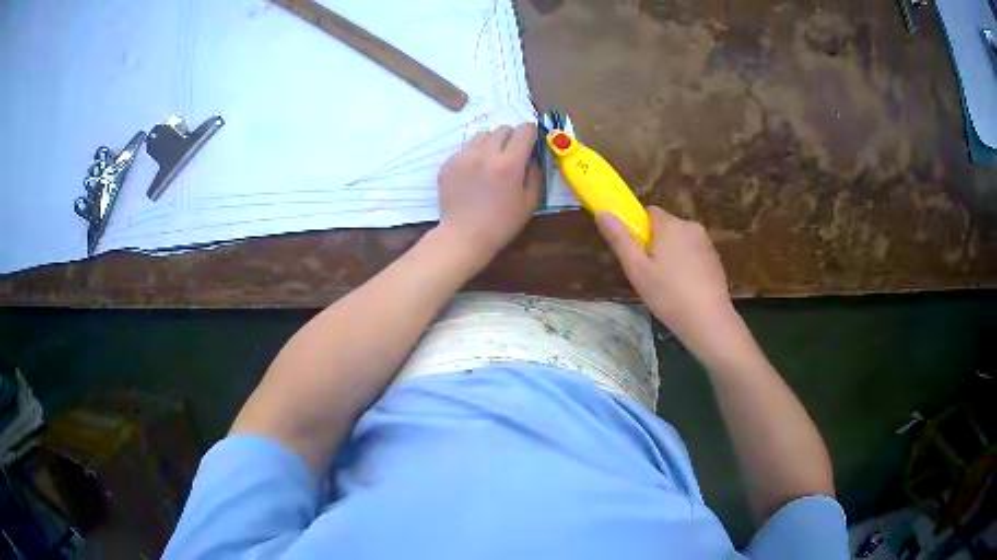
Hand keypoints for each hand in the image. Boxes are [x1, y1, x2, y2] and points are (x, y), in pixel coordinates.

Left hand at [436, 123, 540, 259]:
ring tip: (490, 162)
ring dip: (491, 143)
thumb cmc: (501, 224)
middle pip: (503, 129)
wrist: (463, 236)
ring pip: (482, 135)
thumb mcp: (529, 203)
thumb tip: (533, 157)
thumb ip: (535, 175)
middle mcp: (485, 154)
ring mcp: (464, 157)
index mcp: (509, 164)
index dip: (531, 133)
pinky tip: (473, 174)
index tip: (531, 141)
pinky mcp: (448, 163)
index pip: (524, 130)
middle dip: (511, 137)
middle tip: (511, 154)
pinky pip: (465, 148)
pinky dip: (473, 155)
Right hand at [596, 206, 738, 358]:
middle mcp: (690, 226)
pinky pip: (693, 254)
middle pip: (665, 227)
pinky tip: (683, 290)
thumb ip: (619, 238)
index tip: (635, 254)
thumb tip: (602, 212)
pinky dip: (686, 266)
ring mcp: (706, 243)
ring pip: (680, 242)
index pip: (648, 212)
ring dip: (671, 256)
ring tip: (666, 286)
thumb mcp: (637, 269)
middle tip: (648, 274)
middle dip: (655, 245)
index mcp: (670, 225)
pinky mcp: (715, 260)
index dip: (638, 230)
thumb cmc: (668, 295)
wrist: (709, 321)